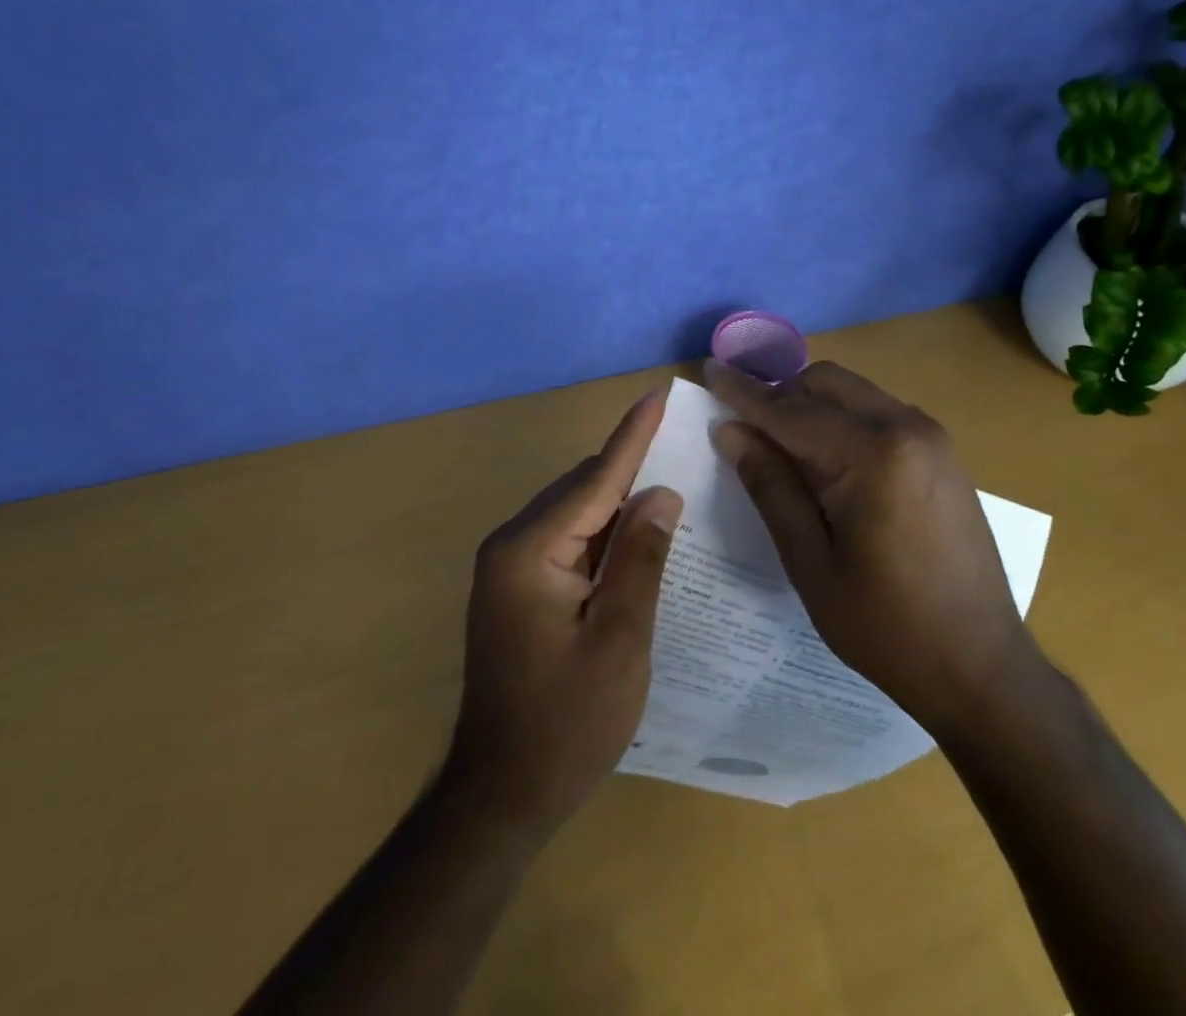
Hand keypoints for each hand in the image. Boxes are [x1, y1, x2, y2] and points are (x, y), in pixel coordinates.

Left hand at [441, 391, 682, 837]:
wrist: (501, 795)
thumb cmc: (567, 723)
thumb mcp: (619, 640)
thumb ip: (641, 558)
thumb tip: (661, 492)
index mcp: (530, 550)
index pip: (595, 477)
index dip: (633, 434)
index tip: (659, 391)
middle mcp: (511, 544)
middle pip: (583, 489)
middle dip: (632, 469)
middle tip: (685, 449)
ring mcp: (510, 567)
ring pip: (576, 513)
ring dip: (619, 503)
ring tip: (672, 490)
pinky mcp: (517, 587)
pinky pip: (568, 540)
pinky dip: (603, 534)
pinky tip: (637, 538)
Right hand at [702, 358, 1030, 738]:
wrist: (982, 667)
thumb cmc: (886, 627)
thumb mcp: (810, 562)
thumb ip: (770, 486)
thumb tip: (730, 432)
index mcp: (874, 455)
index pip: (792, 411)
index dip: (744, 393)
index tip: (709, 371)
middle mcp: (908, 428)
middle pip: (827, 383)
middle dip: (780, 396)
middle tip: (743, 428)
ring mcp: (932, 438)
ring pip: (853, 394)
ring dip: (811, 407)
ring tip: (780, 449)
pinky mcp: (942, 454)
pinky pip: (878, 414)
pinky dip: (842, 421)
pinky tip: (827, 463)